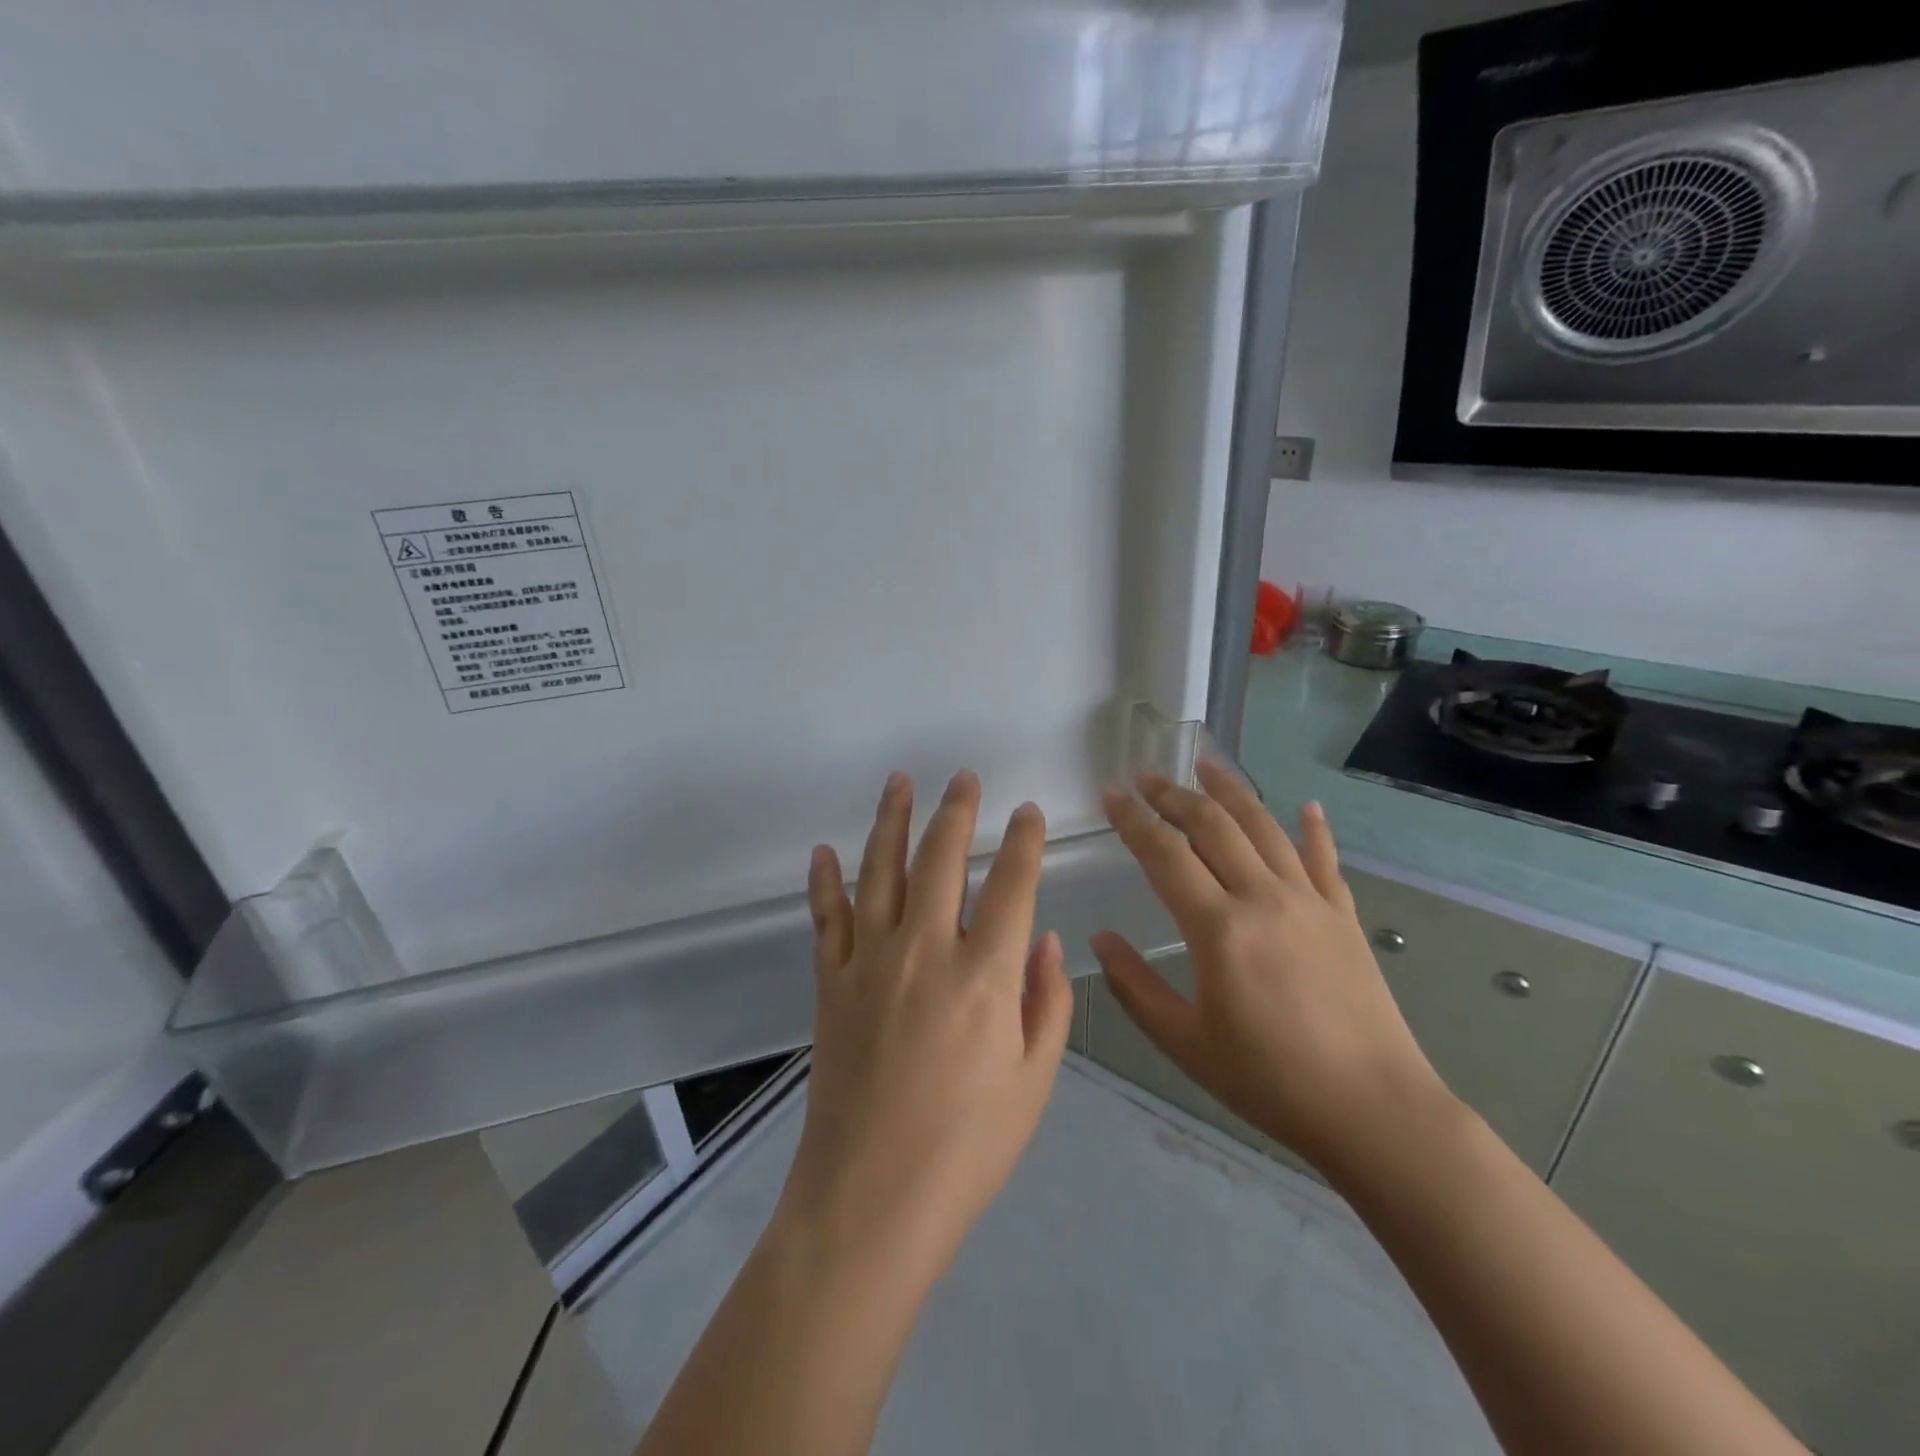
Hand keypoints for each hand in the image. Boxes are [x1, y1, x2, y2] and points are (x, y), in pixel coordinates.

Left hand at [777, 769, 1073, 1280]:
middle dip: (956, 811)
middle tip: (963, 778)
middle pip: (941, 859)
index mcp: (984, 977)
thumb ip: (1046, 1002)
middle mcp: (925, 951)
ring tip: (899, 782)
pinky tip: (823, 852)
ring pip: (881, 871)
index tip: (1027, 813)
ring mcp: (869, 962)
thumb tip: (1045, 939)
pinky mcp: (830, 984)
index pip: (1011, 886)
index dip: (1023, 843)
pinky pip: (826, 918)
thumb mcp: (1034, 1083)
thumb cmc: (967, 1149)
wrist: (870, 1200)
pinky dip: (824, 882)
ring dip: (891, 821)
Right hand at [1092, 761, 1449, 1179]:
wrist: (1374, 1112)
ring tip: (1207, 764)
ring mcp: (1310, 902)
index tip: (1110, 794)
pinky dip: (1312, 828)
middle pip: (1213, 826)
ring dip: (1232, 791)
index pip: (1164, 854)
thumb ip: (1135, 986)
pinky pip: (1323, 859)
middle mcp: (1263, 898)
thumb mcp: (1184, 1042)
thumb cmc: (1269, 1081)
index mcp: (1218, 928)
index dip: (1132, 819)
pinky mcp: (1344, 916)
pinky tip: (1305, 806)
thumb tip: (1099, 938)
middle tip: (1145, 775)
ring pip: (1264, 827)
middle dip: (1174, 794)